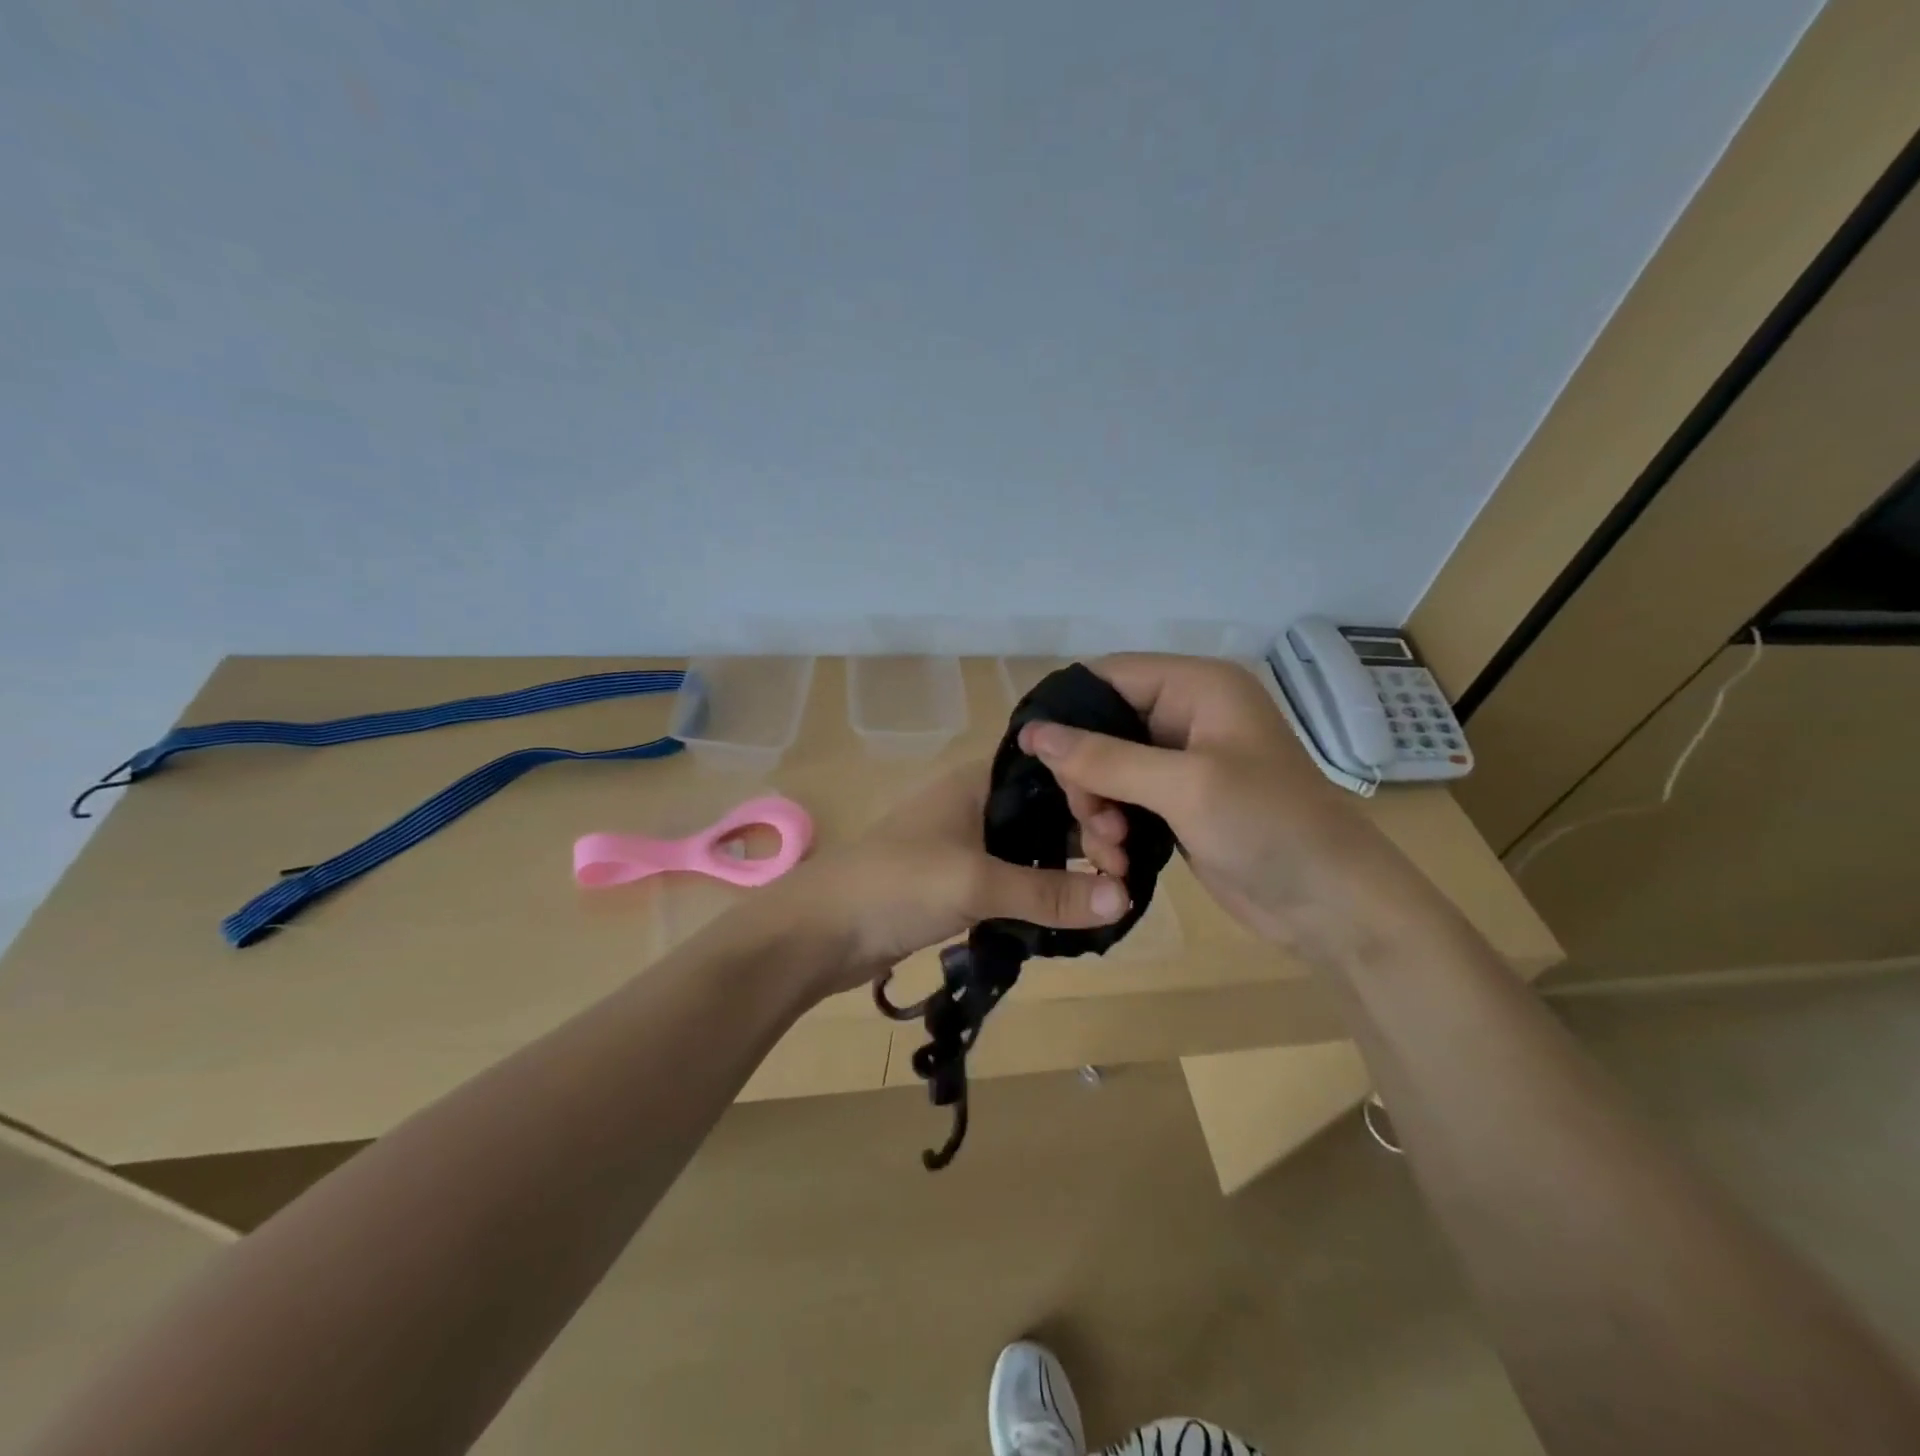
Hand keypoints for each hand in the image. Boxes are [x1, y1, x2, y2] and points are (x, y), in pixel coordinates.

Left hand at [765, 761, 1131, 996]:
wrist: (820, 931)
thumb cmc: (895, 885)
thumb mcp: (974, 884)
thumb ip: (1047, 892)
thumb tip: (1124, 899)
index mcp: (979, 780)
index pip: (1053, 772)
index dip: (1091, 796)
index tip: (1122, 838)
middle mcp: (977, 802)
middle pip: (1048, 810)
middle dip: (1087, 836)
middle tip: (1123, 875)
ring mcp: (967, 843)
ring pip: (1033, 846)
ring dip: (1067, 868)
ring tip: (1111, 894)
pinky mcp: (960, 881)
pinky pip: (1014, 877)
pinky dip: (1042, 890)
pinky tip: (1073, 910)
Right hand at [1017, 654, 1410, 958]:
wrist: (1331, 905)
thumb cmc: (1268, 826)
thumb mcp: (1184, 786)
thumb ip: (1105, 758)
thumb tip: (1033, 732)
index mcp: (1197, 687)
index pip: (1107, 677)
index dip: (1067, 712)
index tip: (1034, 757)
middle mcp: (1187, 715)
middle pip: (1100, 727)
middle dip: (1086, 775)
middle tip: (1092, 817)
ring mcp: (1181, 763)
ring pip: (1105, 770)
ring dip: (1096, 810)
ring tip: (1111, 848)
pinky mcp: (1177, 804)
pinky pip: (1122, 802)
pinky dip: (1112, 829)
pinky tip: (1118, 860)